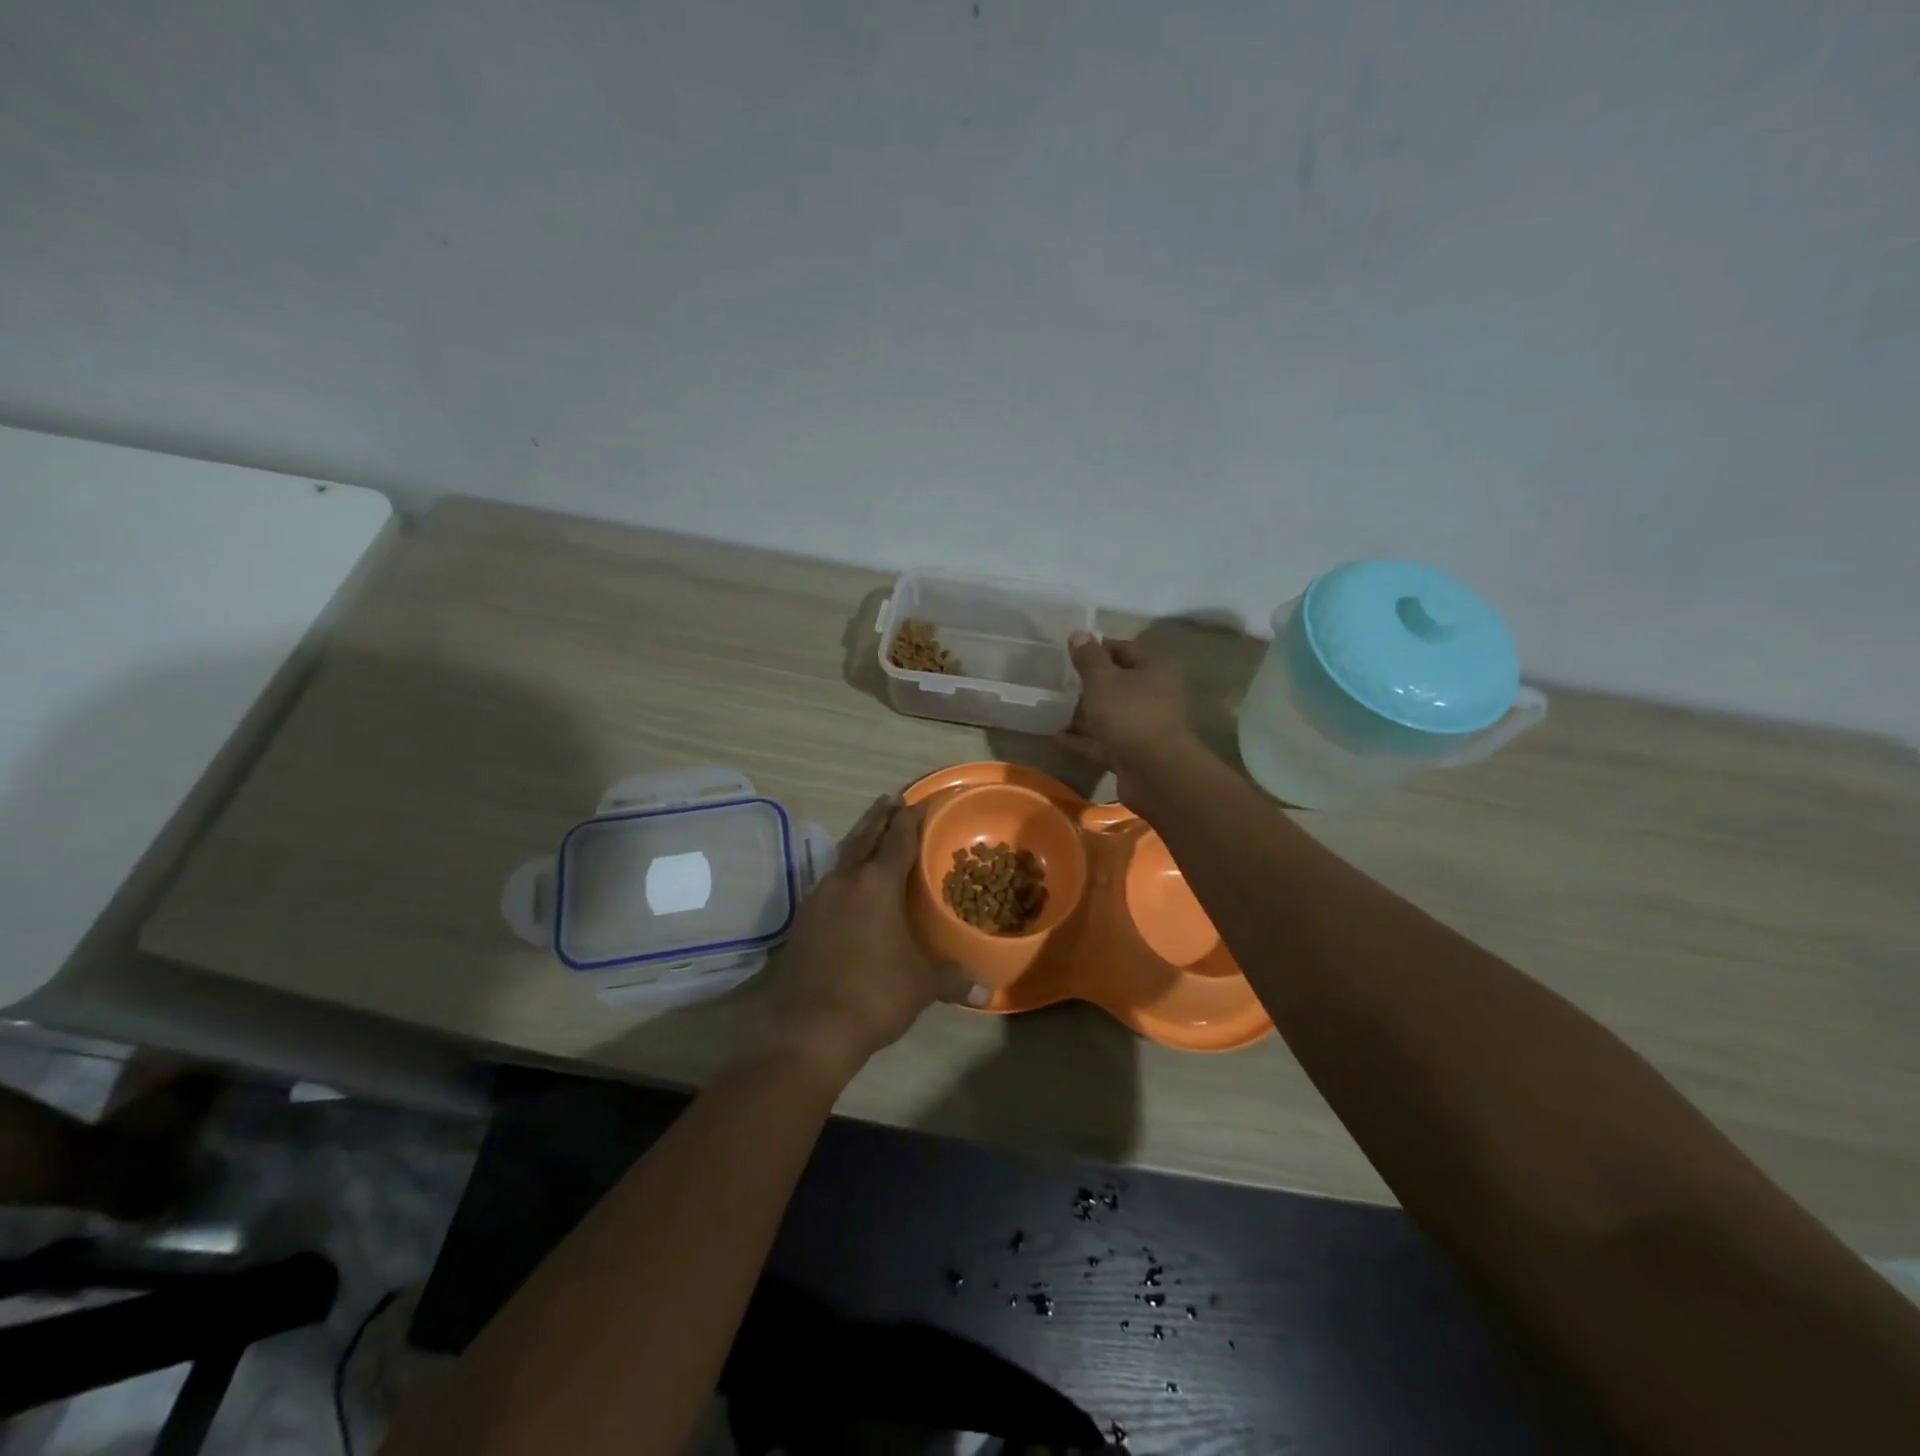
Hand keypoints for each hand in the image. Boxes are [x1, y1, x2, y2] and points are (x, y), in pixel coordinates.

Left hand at [762, 795, 987, 1083]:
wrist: (809, 1030)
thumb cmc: (874, 994)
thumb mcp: (922, 985)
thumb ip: (953, 978)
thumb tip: (987, 989)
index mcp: (876, 883)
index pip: (898, 838)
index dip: (912, 817)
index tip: (921, 800)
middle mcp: (845, 881)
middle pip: (864, 837)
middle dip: (880, 817)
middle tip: (892, 800)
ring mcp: (818, 899)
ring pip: (842, 857)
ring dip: (859, 842)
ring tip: (871, 835)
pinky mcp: (802, 921)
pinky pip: (829, 883)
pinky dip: (844, 873)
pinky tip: (848, 886)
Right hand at [1055, 632, 1196, 806]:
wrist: (1155, 772)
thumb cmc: (1130, 714)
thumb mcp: (1103, 680)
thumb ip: (1089, 658)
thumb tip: (1079, 633)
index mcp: (1153, 671)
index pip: (1125, 649)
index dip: (1099, 647)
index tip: (1071, 649)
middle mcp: (1152, 696)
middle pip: (1118, 684)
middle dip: (1090, 683)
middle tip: (1058, 679)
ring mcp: (1142, 728)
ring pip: (1109, 715)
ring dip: (1084, 713)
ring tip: (1052, 707)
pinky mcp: (1131, 755)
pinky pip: (1102, 743)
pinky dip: (1082, 740)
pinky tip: (1056, 737)